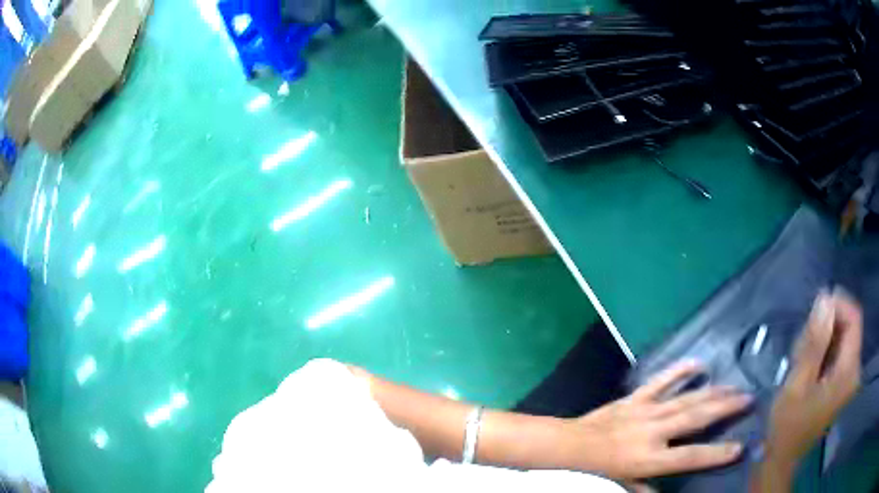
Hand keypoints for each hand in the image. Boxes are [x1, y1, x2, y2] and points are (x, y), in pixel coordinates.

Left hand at [564, 360, 751, 479]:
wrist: (568, 446)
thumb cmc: (595, 470)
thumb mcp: (621, 485)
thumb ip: (644, 489)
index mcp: (649, 459)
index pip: (690, 457)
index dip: (716, 454)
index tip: (740, 447)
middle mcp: (653, 432)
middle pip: (696, 418)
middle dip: (725, 408)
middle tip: (749, 398)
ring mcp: (645, 412)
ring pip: (686, 398)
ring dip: (712, 391)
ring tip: (734, 385)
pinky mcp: (635, 399)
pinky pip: (660, 382)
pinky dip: (678, 371)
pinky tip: (697, 362)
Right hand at [765, 290, 862, 467]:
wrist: (782, 459)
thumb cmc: (787, 427)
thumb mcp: (797, 384)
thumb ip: (814, 342)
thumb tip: (824, 299)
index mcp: (849, 372)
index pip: (854, 318)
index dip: (839, 304)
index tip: (816, 306)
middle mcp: (855, 371)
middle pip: (850, 327)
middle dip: (828, 325)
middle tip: (802, 340)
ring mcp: (850, 378)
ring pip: (843, 339)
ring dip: (824, 338)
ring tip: (801, 355)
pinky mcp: (843, 383)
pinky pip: (840, 352)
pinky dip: (825, 350)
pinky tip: (808, 363)